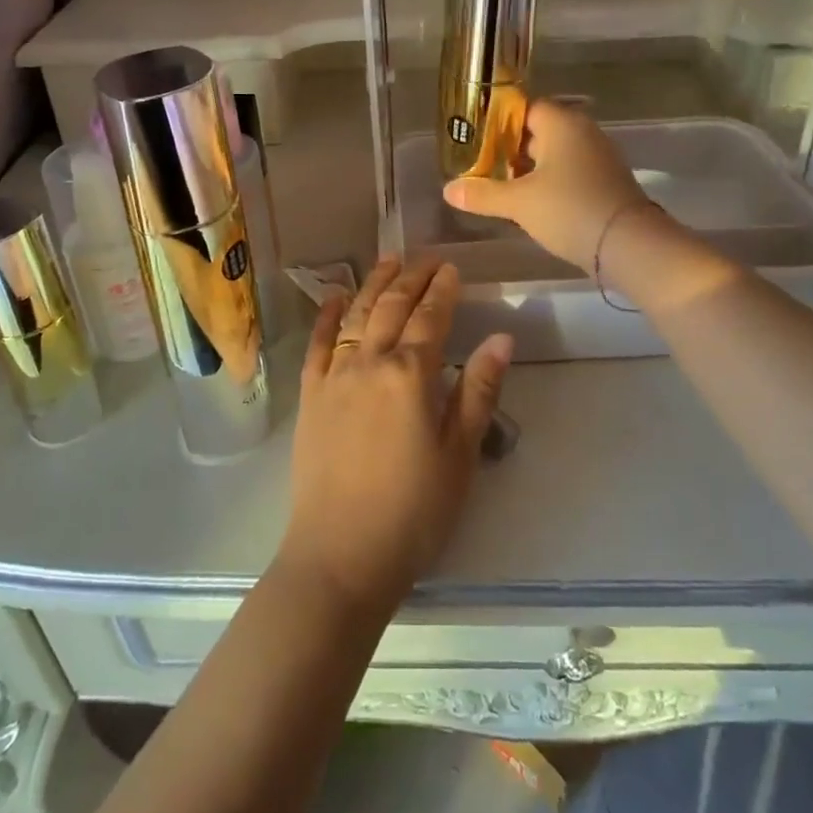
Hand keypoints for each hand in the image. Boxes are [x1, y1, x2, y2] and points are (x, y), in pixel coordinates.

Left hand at [278, 258, 512, 613]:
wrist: (340, 555)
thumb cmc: (413, 512)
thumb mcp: (459, 456)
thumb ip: (478, 392)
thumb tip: (502, 338)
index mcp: (410, 375)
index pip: (431, 317)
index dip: (442, 289)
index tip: (452, 267)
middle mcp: (369, 362)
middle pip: (392, 306)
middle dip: (411, 277)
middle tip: (426, 257)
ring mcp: (334, 376)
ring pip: (357, 314)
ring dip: (375, 284)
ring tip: (389, 260)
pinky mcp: (310, 395)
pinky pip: (317, 342)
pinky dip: (328, 314)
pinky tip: (337, 296)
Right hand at [443, 98, 651, 268]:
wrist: (630, 245)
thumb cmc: (569, 209)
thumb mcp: (518, 203)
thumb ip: (482, 194)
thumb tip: (447, 190)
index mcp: (562, 123)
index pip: (524, 107)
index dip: (497, 121)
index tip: (473, 138)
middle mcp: (583, 132)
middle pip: (539, 130)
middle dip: (509, 147)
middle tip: (479, 164)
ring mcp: (598, 158)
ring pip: (554, 154)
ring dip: (529, 168)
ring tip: (498, 185)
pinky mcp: (605, 182)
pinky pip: (569, 172)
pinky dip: (548, 182)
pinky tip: (530, 203)